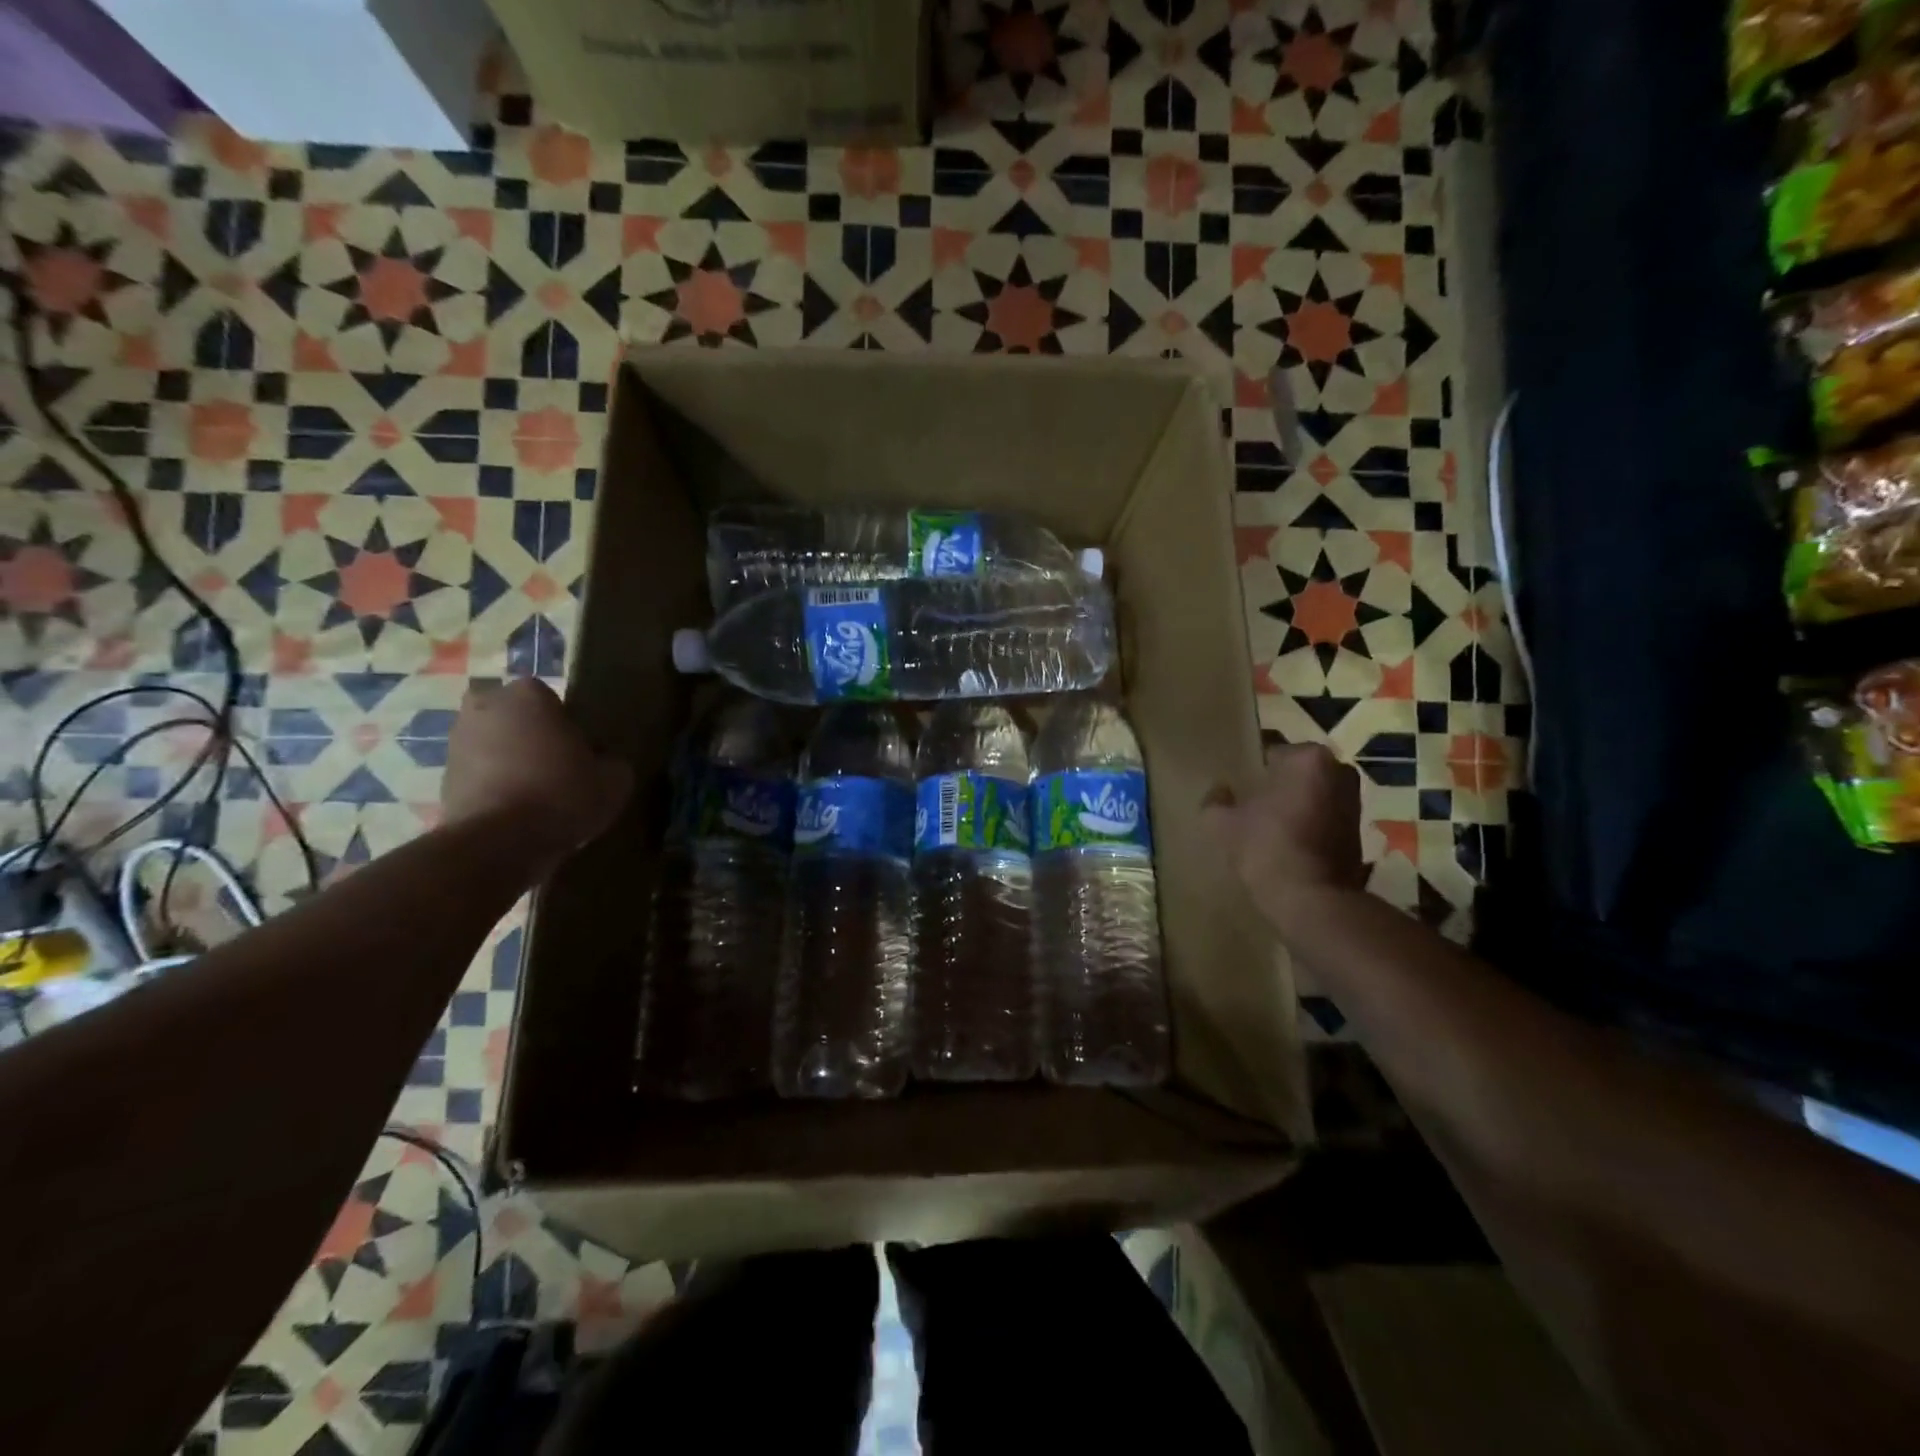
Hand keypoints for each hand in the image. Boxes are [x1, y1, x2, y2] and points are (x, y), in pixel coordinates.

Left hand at [442, 679, 632, 859]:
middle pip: (515, 717)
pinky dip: (492, 785)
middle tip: (556, 767)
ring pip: (493, 743)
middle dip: (530, 735)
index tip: (580, 752)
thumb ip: (610, 761)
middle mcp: (485, 706)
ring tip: (535, 793)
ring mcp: (456, 741)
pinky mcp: (442, 777)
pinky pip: (478, 774)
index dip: (568, 726)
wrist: (498, 843)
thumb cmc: (561, 794)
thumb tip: (602, 762)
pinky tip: (514, 810)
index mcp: (528, 695)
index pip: (552, 699)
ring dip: (508, 760)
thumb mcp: (614, 779)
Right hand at [1203, 743, 1365, 934]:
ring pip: (1312, 792)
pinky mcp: (1359, 829)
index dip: (1250, 765)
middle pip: (1296, 769)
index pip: (1270, 749)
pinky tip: (1285, 839)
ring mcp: (1354, 800)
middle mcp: (1339, 770)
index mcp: (1307, 758)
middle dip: (1275, 781)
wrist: (1312, 899)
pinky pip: (1323, 814)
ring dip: (1293, 802)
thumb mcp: (1222, 823)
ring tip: (1265, 821)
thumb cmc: (1266, 848)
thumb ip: (1215, 799)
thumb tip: (1220, 790)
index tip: (1236, 780)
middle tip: (1248, 799)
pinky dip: (1307, 821)